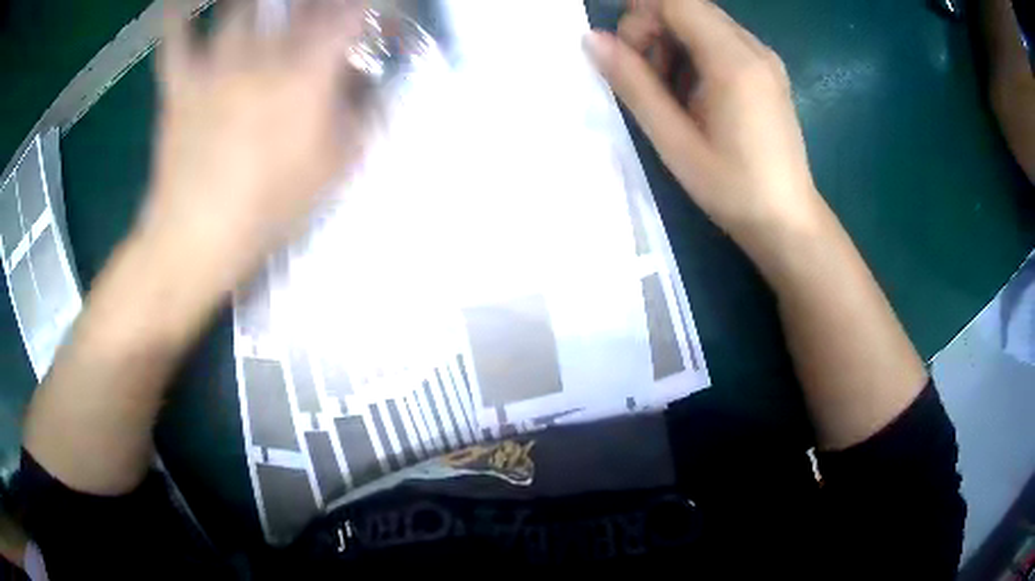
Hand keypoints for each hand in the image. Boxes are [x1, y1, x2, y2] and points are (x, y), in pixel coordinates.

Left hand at [142, 0, 368, 285]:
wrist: (196, 238)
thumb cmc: (269, 208)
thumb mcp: (334, 171)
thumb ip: (362, 120)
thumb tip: (374, 88)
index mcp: (308, 74)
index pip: (347, 16)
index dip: (361, 5)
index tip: (365, 9)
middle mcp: (265, 55)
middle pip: (295, 1)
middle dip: (311, 2)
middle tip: (311, 9)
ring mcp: (217, 64)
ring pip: (240, 6)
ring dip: (258, 1)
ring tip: (267, 5)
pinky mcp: (180, 82)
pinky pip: (176, 36)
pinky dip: (177, 12)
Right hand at [586, 0, 824, 248]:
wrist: (789, 223)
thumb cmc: (733, 189)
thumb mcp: (674, 141)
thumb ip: (634, 84)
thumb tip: (593, 39)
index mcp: (734, 61)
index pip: (675, 2)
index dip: (639, 17)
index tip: (625, 55)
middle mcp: (754, 48)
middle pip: (689, 8)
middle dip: (654, 31)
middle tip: (645, 80)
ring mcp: (765, 60)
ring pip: (704, 23)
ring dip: (674, 45)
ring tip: (670, 94)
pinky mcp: (769, 73)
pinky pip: (723, 43)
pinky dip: (697, 56)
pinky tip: (696, 97)